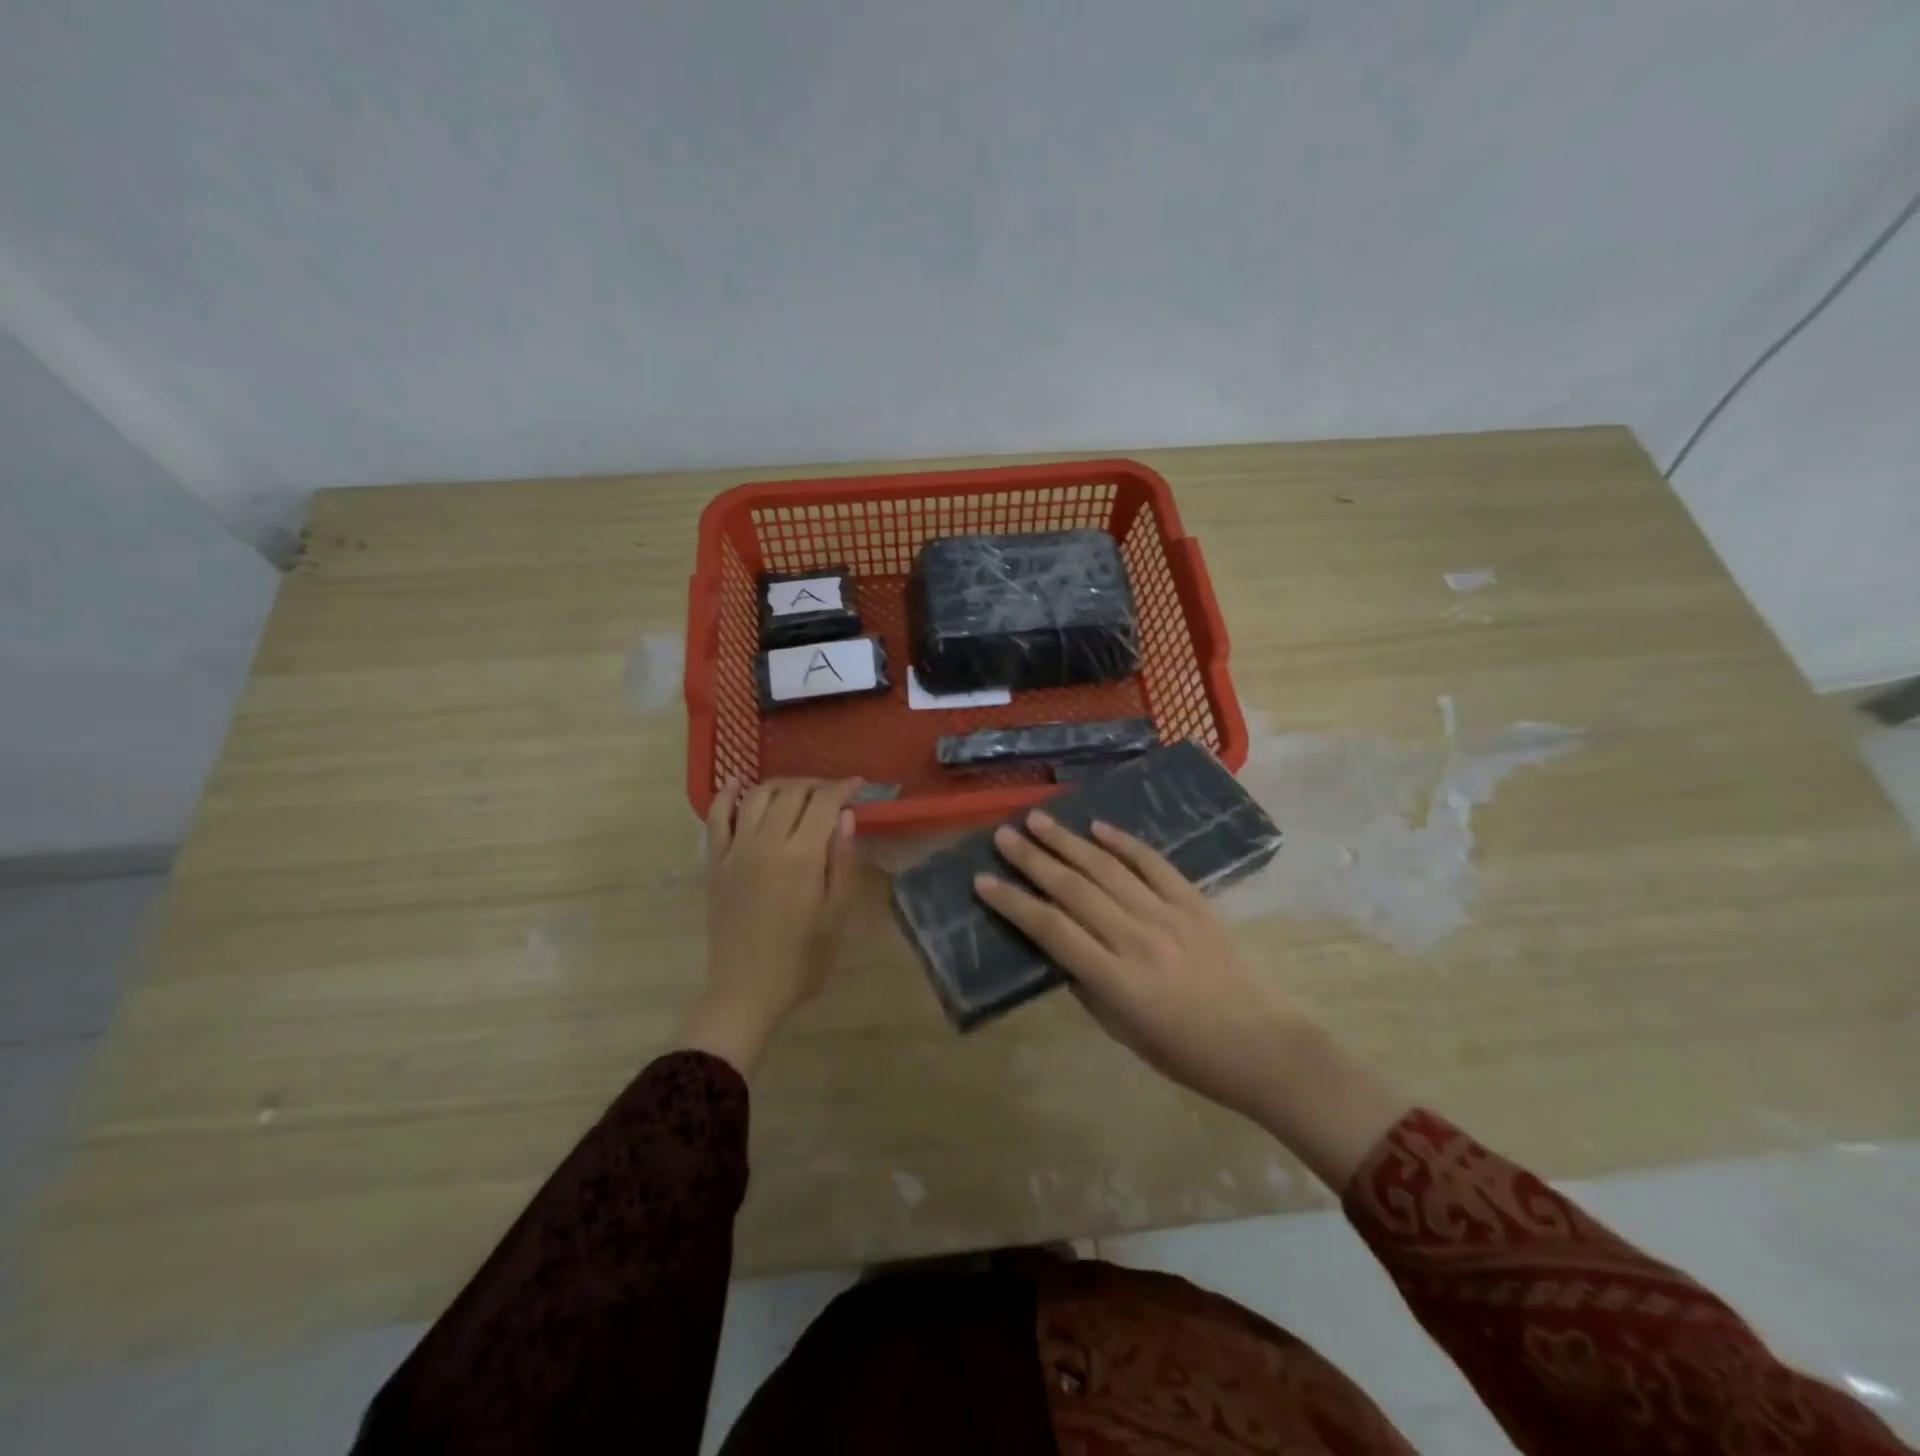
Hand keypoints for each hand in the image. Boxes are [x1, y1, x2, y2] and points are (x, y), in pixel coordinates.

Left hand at [680, 777, 861, 1078]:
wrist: (747, 992)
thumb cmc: (802, 960)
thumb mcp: (837, 915)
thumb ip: (841, 861)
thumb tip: (846, 817)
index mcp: (802, 856)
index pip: (824, 803)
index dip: (844, 788)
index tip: (859, 785)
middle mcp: (766, 843)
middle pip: (791, 792)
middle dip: (816, 785)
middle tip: (833, 794)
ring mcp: (735, 851)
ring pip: (757, 796)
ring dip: (780, 785)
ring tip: (798, 791)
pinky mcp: (714, 863)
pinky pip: (716, 817)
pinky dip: (727, 795)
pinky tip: (738, 784)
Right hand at [976, 810, 1406, 1187]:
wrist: (1265, 1047)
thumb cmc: (1189, 1055)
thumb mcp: (1125, 1033)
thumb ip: (1088, 986)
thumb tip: (1060, 948)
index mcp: (1117, 980)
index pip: (1051, 930)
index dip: (1013, 903)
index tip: (983, 881)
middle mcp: (1138, 939)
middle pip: (1074, 889)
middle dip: (1032, 860)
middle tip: (1003, 836)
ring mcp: (1170, 915)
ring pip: (1108, 868)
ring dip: (1069, 842)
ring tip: (1038, 819)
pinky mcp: (1196, 902)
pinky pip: (1154, 864)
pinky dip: (1125, 843)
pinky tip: (1099, 828)